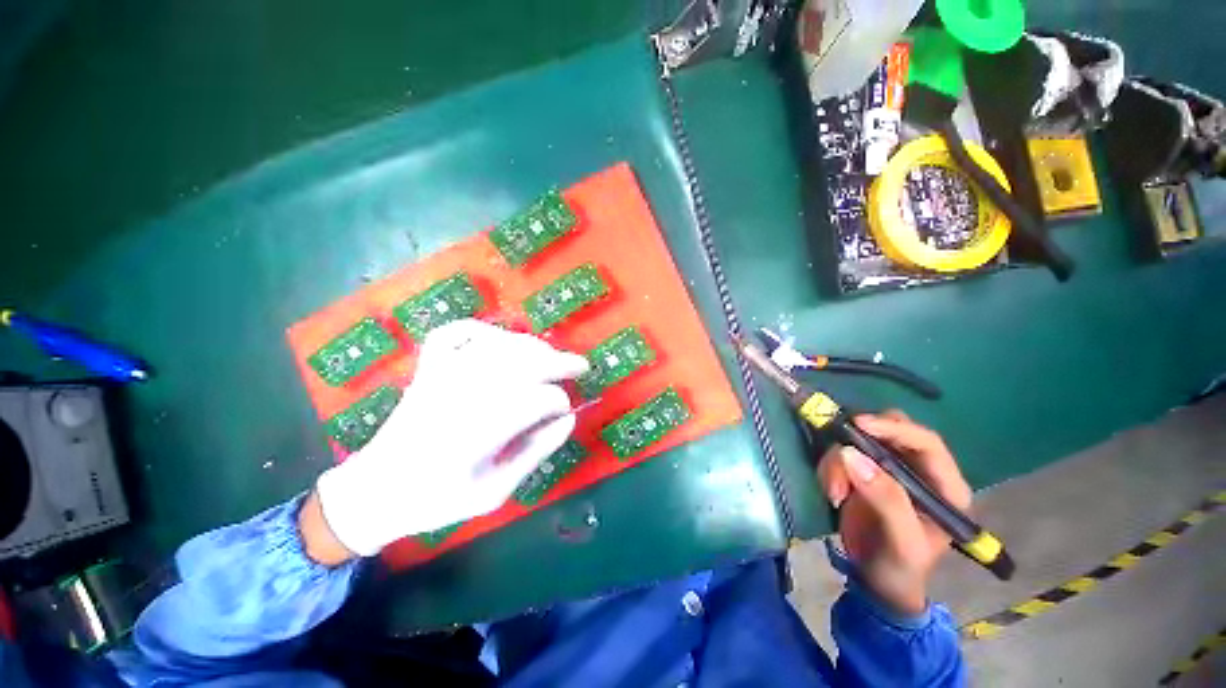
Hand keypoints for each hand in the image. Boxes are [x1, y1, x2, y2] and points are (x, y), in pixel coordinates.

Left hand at [314, 319, 588, 557]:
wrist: (375, 491)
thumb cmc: (437, 499)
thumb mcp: (494, 493)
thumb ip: (534, 454)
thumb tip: (569, 420)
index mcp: (478, 432)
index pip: (537, 400)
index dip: (559, 402)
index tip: (566, 412)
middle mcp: (462, 394)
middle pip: (523, 363)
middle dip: (559, 362)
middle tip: (581, 365)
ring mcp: (441, 374)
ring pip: (498, 344)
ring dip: (532, 346)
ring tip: (551, 355)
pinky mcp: (429, 366)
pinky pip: (456, 332)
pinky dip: (482, 328)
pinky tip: (500, 338)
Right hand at [817, 411, 971, 615]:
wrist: (876, 583)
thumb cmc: (901, 568)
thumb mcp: (902, 542)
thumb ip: (887, 500)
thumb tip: (851, 454)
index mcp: (944, 486)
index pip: (926, 442)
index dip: (895, 428)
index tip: (859, 424)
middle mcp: (916, 470)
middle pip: (890, 431)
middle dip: (861, 440)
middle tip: (840, 453)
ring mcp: (886, 469)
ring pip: (857, 442)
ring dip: (839, 462)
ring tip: (834, 493)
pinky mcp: (860, 472)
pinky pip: (839, 455)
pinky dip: (830, 469)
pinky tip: (832, 493)